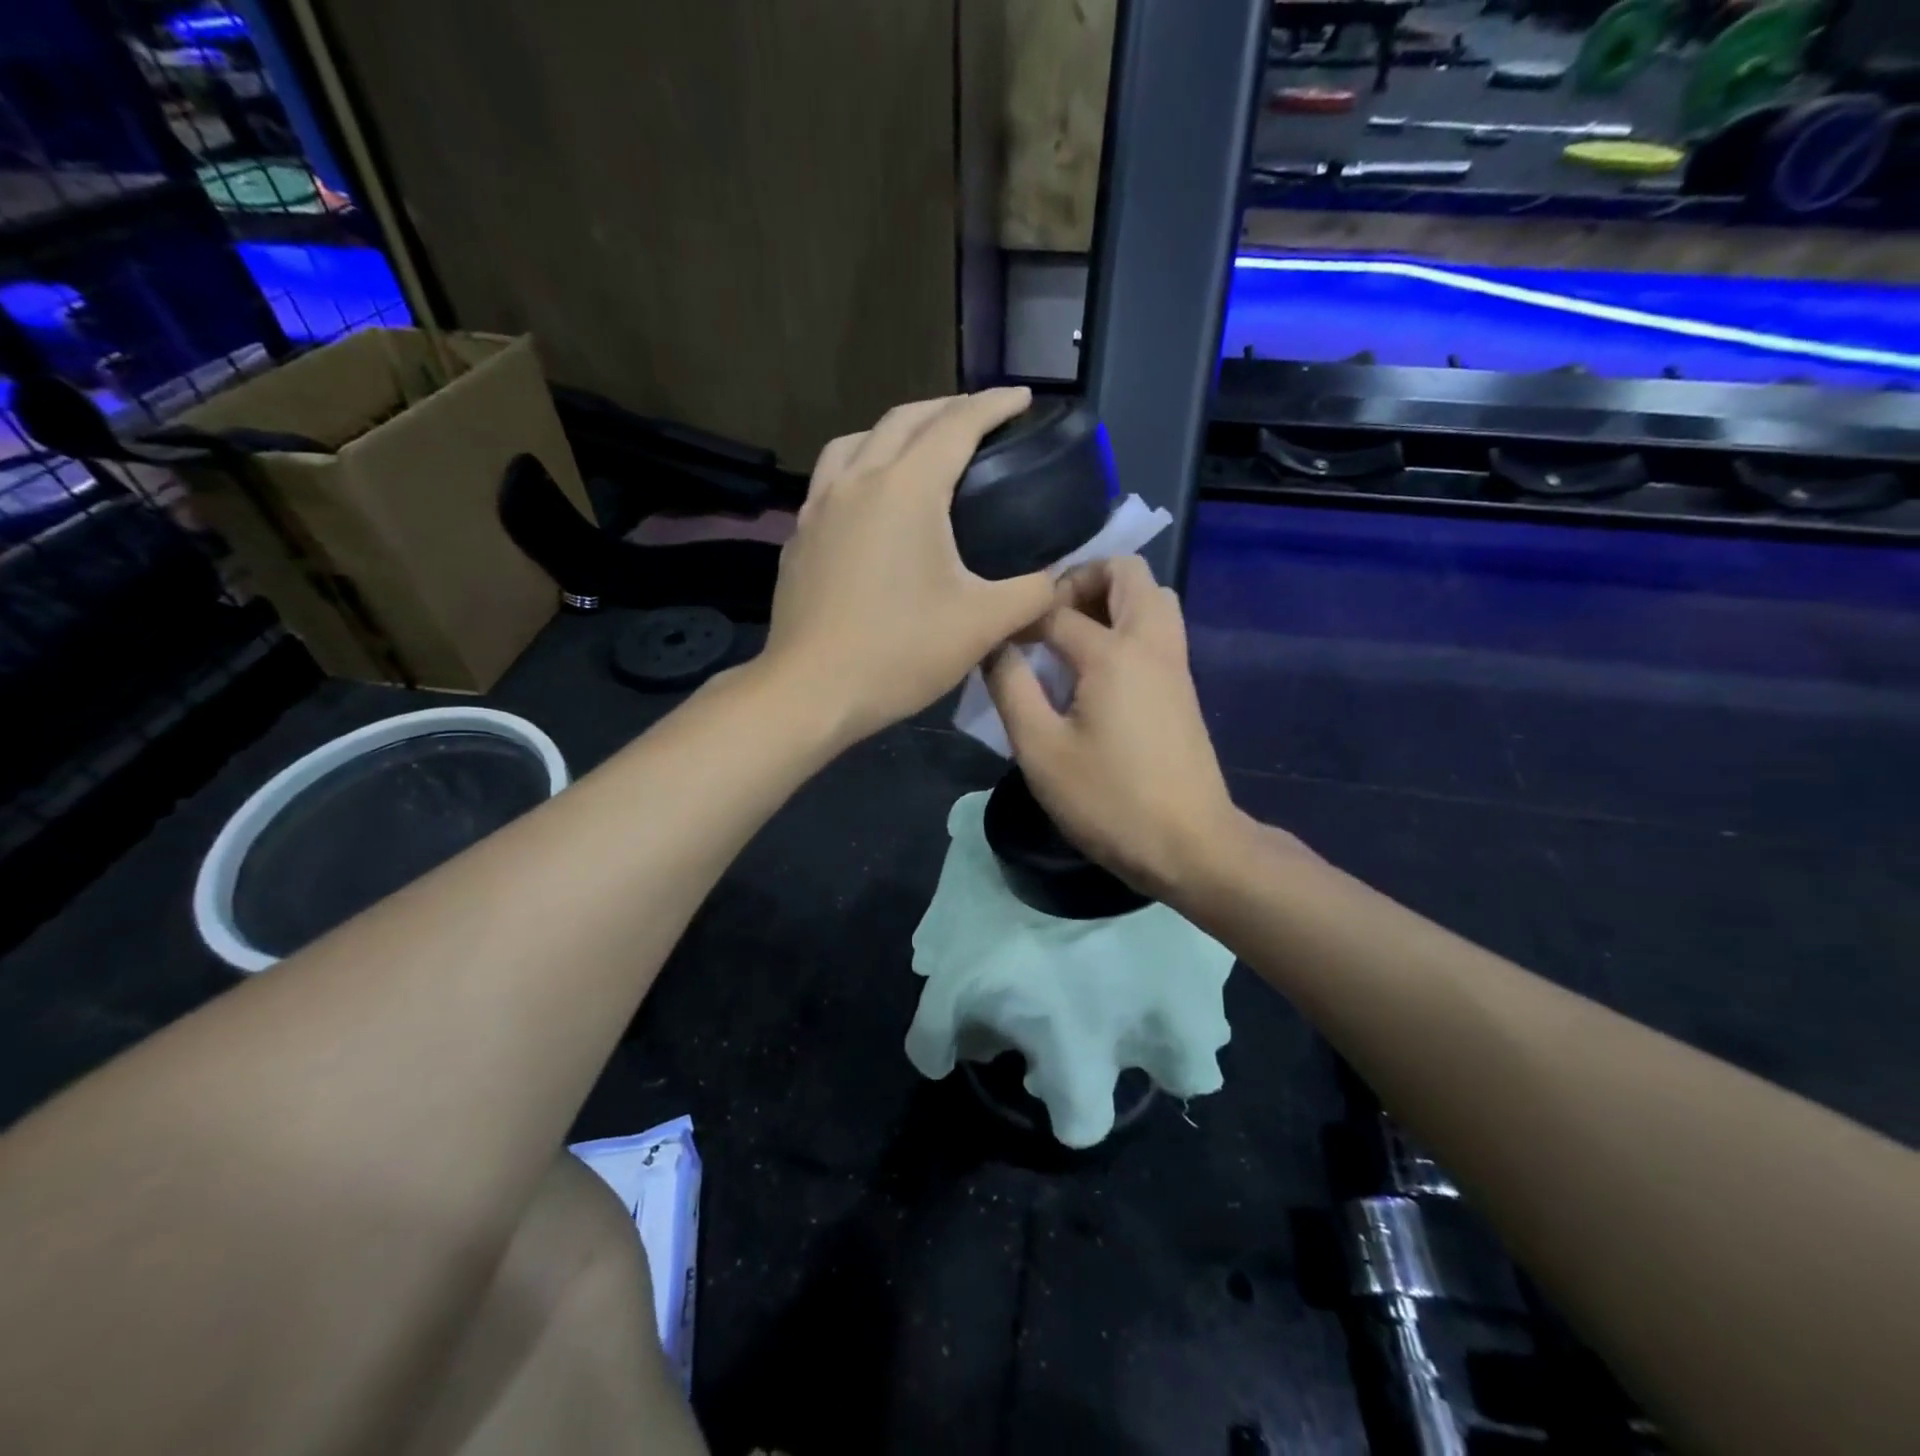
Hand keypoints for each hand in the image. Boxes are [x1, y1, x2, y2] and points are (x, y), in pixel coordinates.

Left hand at [761, 389, 1054, 745]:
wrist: (810, 691)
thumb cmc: (898, 652)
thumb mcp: (982, 625)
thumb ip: (1031, 594)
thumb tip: (1056, 580)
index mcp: (906, 490)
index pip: (957, 424)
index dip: (995, 405)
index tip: (1023, 397)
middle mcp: (857, 481)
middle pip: (904, 420)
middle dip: (947, 407)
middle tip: (980, 416)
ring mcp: (819, 507)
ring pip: (857, 441)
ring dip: (895, 430)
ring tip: (919, 447)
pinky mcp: (799, 537)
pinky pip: (831, 478)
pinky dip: (860, 466)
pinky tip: (870, 499)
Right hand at [986, 557, 1240, 903]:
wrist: (1190, 845)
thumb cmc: (1110, 800)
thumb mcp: (1041, 750)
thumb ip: (1011, 688)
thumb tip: (994, 645)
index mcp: (1114, 652)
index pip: (1056, 608)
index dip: (1020, 617)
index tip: (995, 637)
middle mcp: (1151, 642)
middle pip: (1126, 572)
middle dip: (1080, 579)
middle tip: (1045, 616)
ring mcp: (1175, 662)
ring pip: (1151, 596)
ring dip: (1110, 598)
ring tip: (1069, 636)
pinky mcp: (1182, 686)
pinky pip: (1157, 627)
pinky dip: (1127, 622)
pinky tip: (1095, 667)